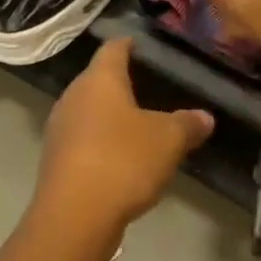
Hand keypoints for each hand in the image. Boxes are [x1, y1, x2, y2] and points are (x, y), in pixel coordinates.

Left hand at [30, 39, 212, 249]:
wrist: (74, 217)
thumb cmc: (122, 161)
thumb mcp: (168, 140)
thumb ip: (187, 124)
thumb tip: (204, 117)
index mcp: (98, 80)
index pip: (113, 49)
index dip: (128, 44)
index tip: (141, 43)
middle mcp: (72, 98)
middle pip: (97, 81)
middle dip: (121, 83)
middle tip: (150, 86)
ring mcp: (60, 129)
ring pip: (89, 112)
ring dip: (111, 116)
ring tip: (139, 124)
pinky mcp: (56, 160)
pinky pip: (84, 140)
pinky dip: (102, 142)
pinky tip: (122, 157)